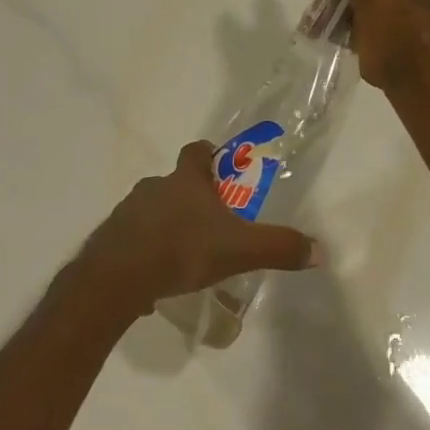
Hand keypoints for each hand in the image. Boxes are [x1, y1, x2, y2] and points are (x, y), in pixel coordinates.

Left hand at [70, 142, 321, 318]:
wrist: (119, 276)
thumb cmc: (182, 249)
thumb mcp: (240, 250)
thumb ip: (279, 247)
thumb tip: (319, 250)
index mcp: (186, 181)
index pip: (196, 152)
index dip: (209, 155)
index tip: (220, 164)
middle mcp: (154, 188)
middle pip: (175, 183)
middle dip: (192, 198)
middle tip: (211, 221)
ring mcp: (128, 212)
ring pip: (152, 211)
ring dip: (167, 224)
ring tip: (184, 254)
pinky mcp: (111, 239)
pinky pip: (134, 240)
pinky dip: (146, 251)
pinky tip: (157, 277)